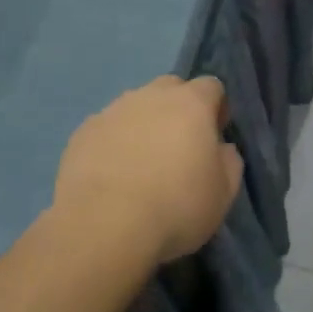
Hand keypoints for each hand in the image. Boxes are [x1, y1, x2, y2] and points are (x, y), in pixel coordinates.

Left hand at [55, 76, 242, 266]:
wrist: (104, 225)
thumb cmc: (175, 207)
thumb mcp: (223, 193)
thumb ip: (229, 161)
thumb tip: (221, 147)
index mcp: (190, 103)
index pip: (211, 86)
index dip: (216, 108)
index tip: (215, 136)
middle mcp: (150, 95)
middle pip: (171, 88)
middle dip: (178, 109)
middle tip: (179, 147)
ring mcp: (113, 110)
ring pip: (135, 106)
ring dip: (143, 125)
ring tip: (141, 165)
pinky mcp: (84, 131)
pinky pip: (107, 128)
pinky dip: (113, 143)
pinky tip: (112, 175)